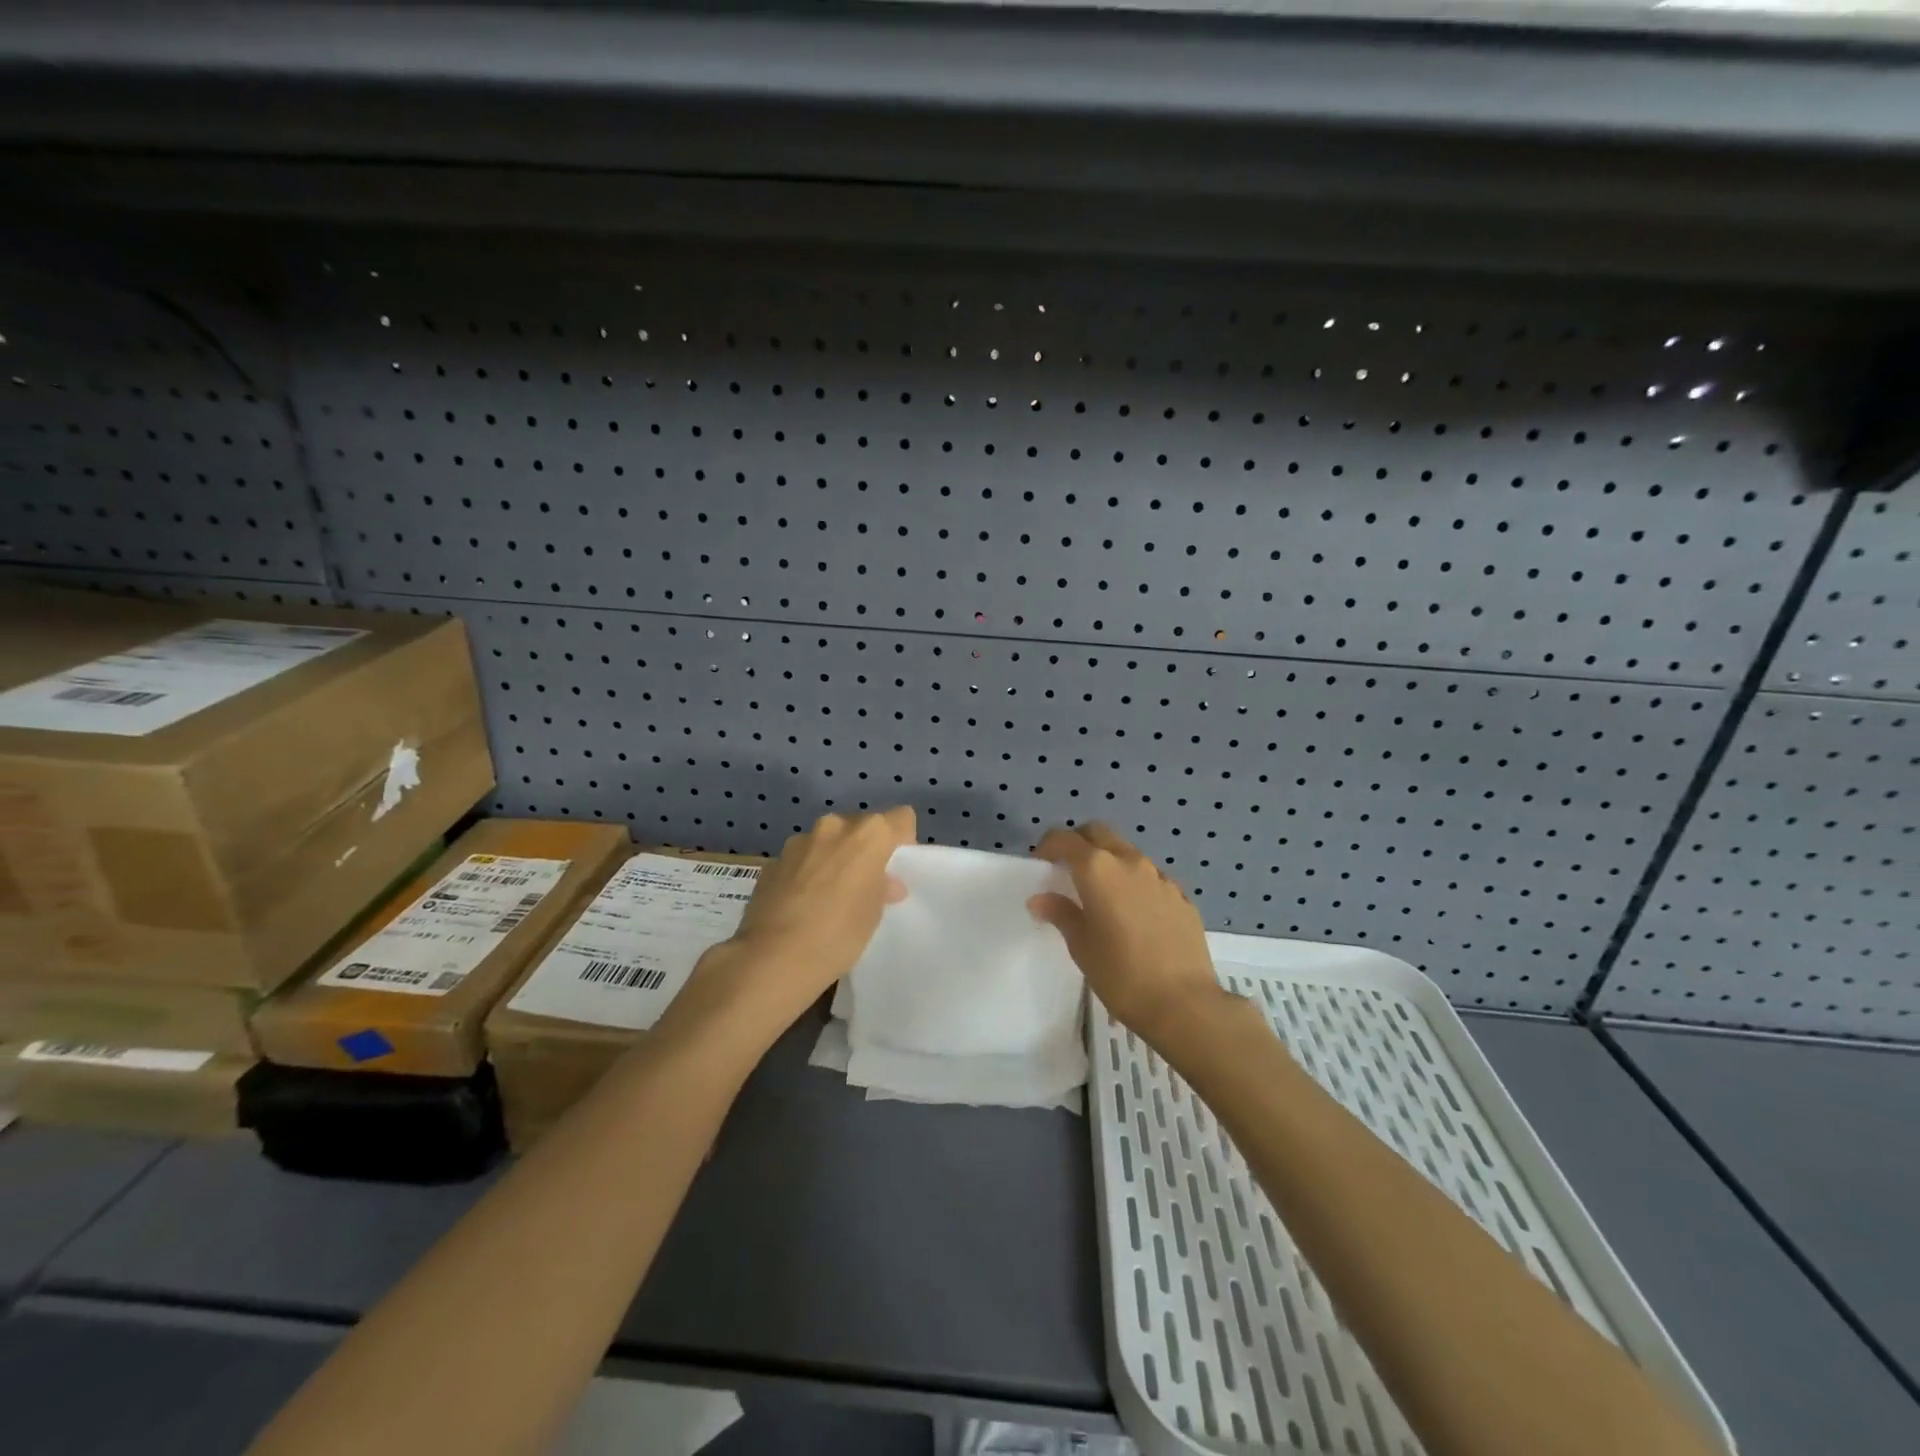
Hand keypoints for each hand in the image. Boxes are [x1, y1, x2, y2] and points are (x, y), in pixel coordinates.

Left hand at [687, 808, 913, 1037]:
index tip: (895, 870)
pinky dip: (807, 872)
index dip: (903, 842)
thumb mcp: (875, 913)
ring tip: (829, 896)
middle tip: (864, 885)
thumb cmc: (839, 934)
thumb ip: (882, 887)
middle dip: (865, 850)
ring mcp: (800, 841)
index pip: (901, 819)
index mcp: (869, 834)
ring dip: (834, 858)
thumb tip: (883, 882)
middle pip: (862, 826)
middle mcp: (834, 826)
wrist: (773, 957)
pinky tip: (802, 904)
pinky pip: (802, 858)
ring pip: (828, 841)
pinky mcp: (774, 860)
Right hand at [1030, 823, 1223, 1041]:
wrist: (1184, 1003)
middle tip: (1068, 868)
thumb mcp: (1081, 946)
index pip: (1066, 839)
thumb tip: (1041, 899)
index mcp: (1099, 870)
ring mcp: (1160, 877)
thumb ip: (1061, 914)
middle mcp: (1130, 862)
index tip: (1041, 863)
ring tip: (1101, 894)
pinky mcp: (1181, 896)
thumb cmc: (1121, 975)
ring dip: (1109, 861)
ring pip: (1127, 853)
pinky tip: (1134, 914)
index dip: (1049, 845)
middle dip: (1079, 842)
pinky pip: (1151, 878)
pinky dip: (1135, 883)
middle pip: (1099, 833)